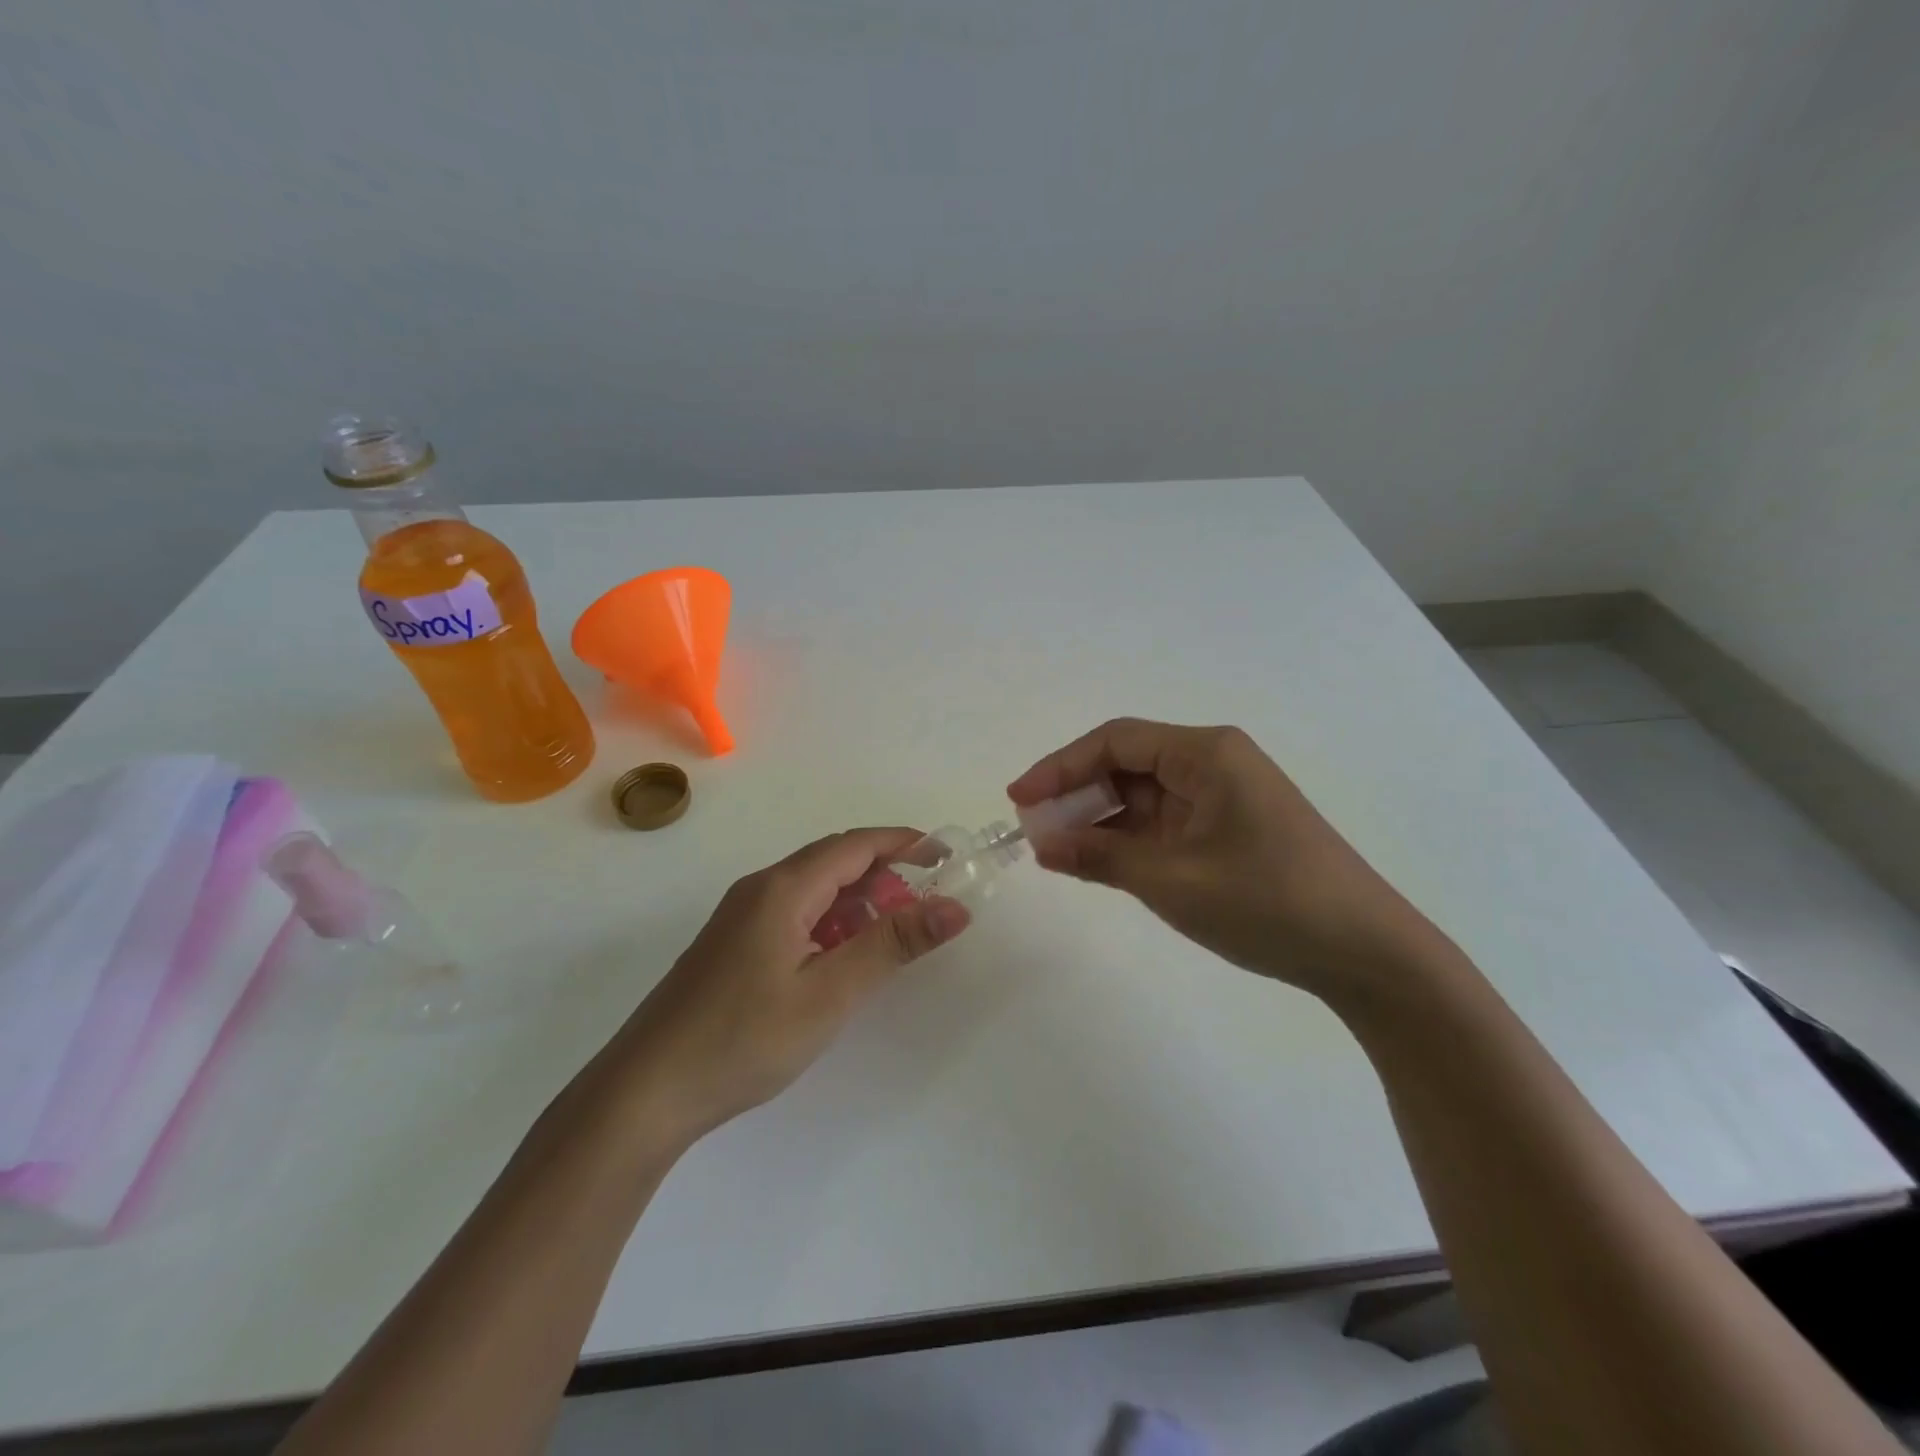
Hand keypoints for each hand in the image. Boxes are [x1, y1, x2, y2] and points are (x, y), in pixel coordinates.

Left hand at [606, 829, 970, 1143]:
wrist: (646, 1091)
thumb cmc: (744, 1038)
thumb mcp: (830, 993)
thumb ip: (892, 945)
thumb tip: (955, 908)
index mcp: (783, 888)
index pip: (856, 844)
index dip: (905, 842)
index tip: (948, 855)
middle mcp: (760, 888)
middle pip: (834, 861)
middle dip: (885, 873)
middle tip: (926, 905)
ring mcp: (741, 915)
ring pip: (814, 889)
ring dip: (858, 900)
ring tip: (890, 936)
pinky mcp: (733, 943)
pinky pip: (794, 913)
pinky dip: (830, 922)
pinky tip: (840, 959)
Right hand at [1008, 719, 1448, 999]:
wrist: (1366, 952)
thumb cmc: (1268, 902)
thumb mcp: (1173, 880)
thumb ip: (1101, 856)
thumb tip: (1042, 844)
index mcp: (1206, 753)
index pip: (1115, 742)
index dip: (1060, 766)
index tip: (1019, 799)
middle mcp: (1214, 763)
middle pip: (1127, 765)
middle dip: (1077, 795)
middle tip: (1035, 831)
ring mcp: (1223, 797)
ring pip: (1143, 796)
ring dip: (1101, 821)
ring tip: (1058, 851)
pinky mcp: (1228, 829)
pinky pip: (1164, 823)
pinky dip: (1129, 840)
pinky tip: (1101, 863)